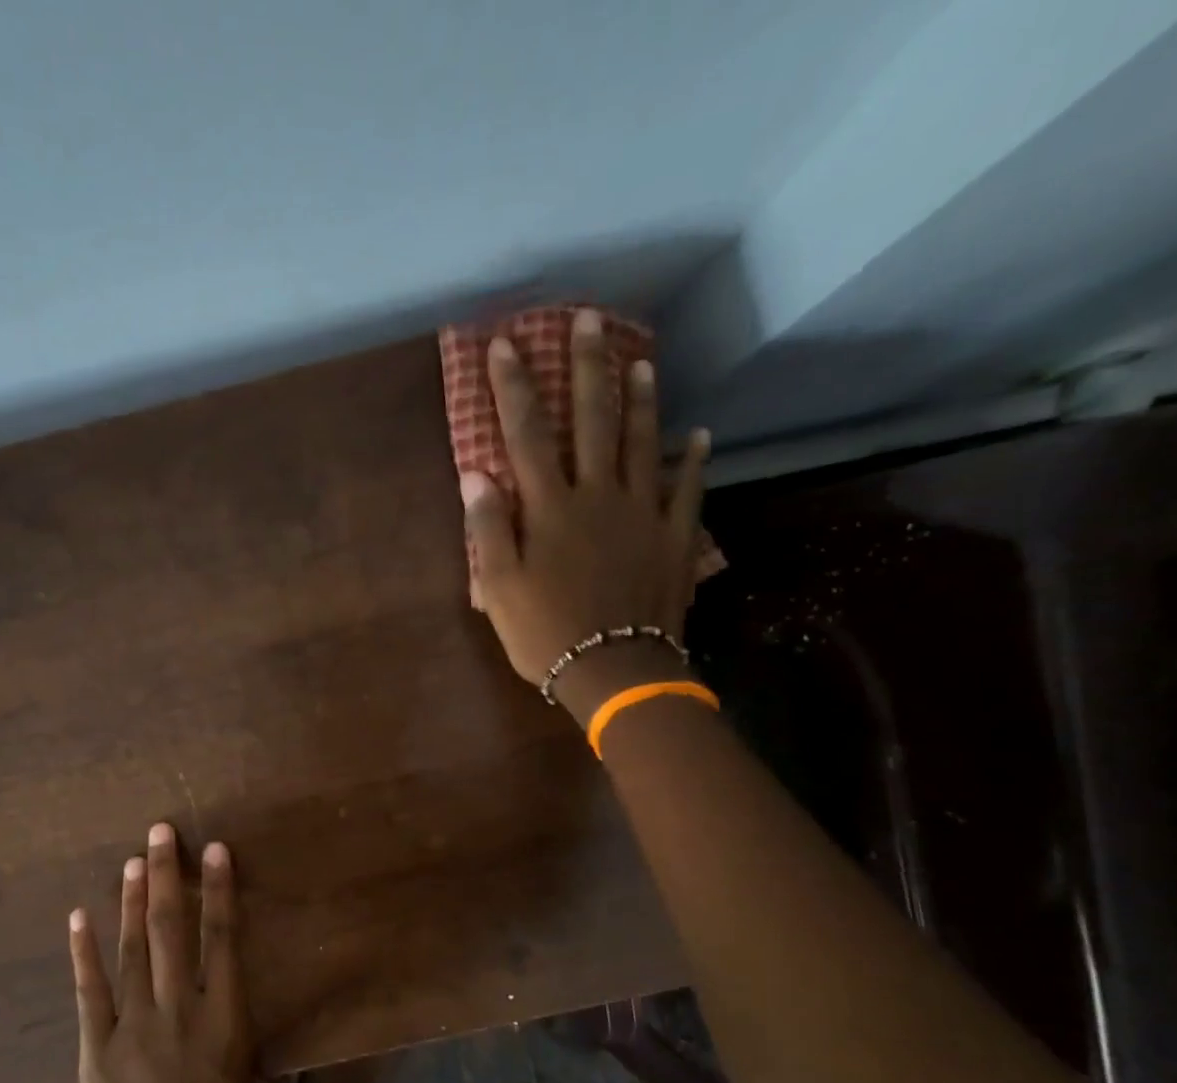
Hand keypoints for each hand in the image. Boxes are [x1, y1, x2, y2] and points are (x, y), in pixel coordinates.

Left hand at [68, 823, 257, 1082]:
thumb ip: (243, 1080)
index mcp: (226, 1023)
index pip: (224, 941)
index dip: (219, 891)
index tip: (215, 850)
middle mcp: (180, 1012)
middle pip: (172, 931)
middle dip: (167, 877)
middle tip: (160, 832)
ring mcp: (134, 1029)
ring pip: (133, 951)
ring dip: (131, 902)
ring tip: (131, 861)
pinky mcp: (95, 1051)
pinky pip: (90, 992)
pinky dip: (83, 952)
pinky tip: (79, 917)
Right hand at [461, 311, 710, 700]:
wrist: (615, 670)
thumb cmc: (546, 632)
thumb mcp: (499, 588)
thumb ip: (489, 529)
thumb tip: (476, 474)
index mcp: (551, 507)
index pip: (527, 434)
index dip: (514, 386)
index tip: (504, 343)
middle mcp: (599, 495)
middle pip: (593, 421)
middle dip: (588, 367)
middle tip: (590, 319)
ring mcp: (643, 513)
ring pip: (644, 443)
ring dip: (642, 399)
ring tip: (644, 361)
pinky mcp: (673, 537)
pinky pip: (687, 489)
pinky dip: (693, 460)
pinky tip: (700, 435)